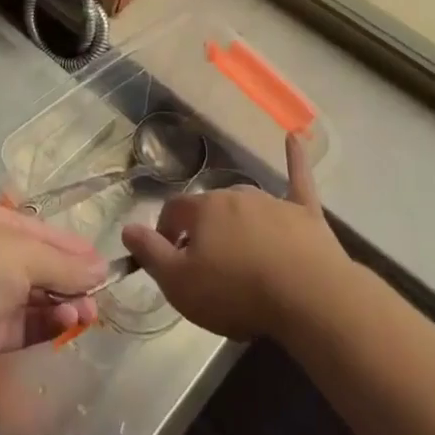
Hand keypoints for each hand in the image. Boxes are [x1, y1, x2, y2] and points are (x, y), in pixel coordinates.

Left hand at [0, 203, 105, 390]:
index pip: (45, 234)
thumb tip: (101, 268)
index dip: (76, 249)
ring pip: (35, 299)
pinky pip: (23, 327)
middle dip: (73, 280)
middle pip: (42, 267)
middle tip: (100, 299)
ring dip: (63, 305)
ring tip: (88, 316)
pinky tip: (67, 325)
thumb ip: (64, 264)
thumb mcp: (23, 256)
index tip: (106, 267)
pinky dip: (46, 325)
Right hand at [121, 133, 346, 339]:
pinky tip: (296, 137)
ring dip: (238, 221)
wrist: (307, 297)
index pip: (173, 211)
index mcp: (203, 210)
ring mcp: (272, 202)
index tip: (168, 258)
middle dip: (204, 232)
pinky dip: (295, 159)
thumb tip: (127, 228)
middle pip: (210, 209)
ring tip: (239, 254)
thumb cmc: (237, 292)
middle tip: (206, 266)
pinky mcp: (305, 212)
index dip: (165, 234)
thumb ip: (151, 253)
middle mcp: (234, 196)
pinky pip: (298, 178)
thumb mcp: (180, 284)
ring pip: (246, 204)